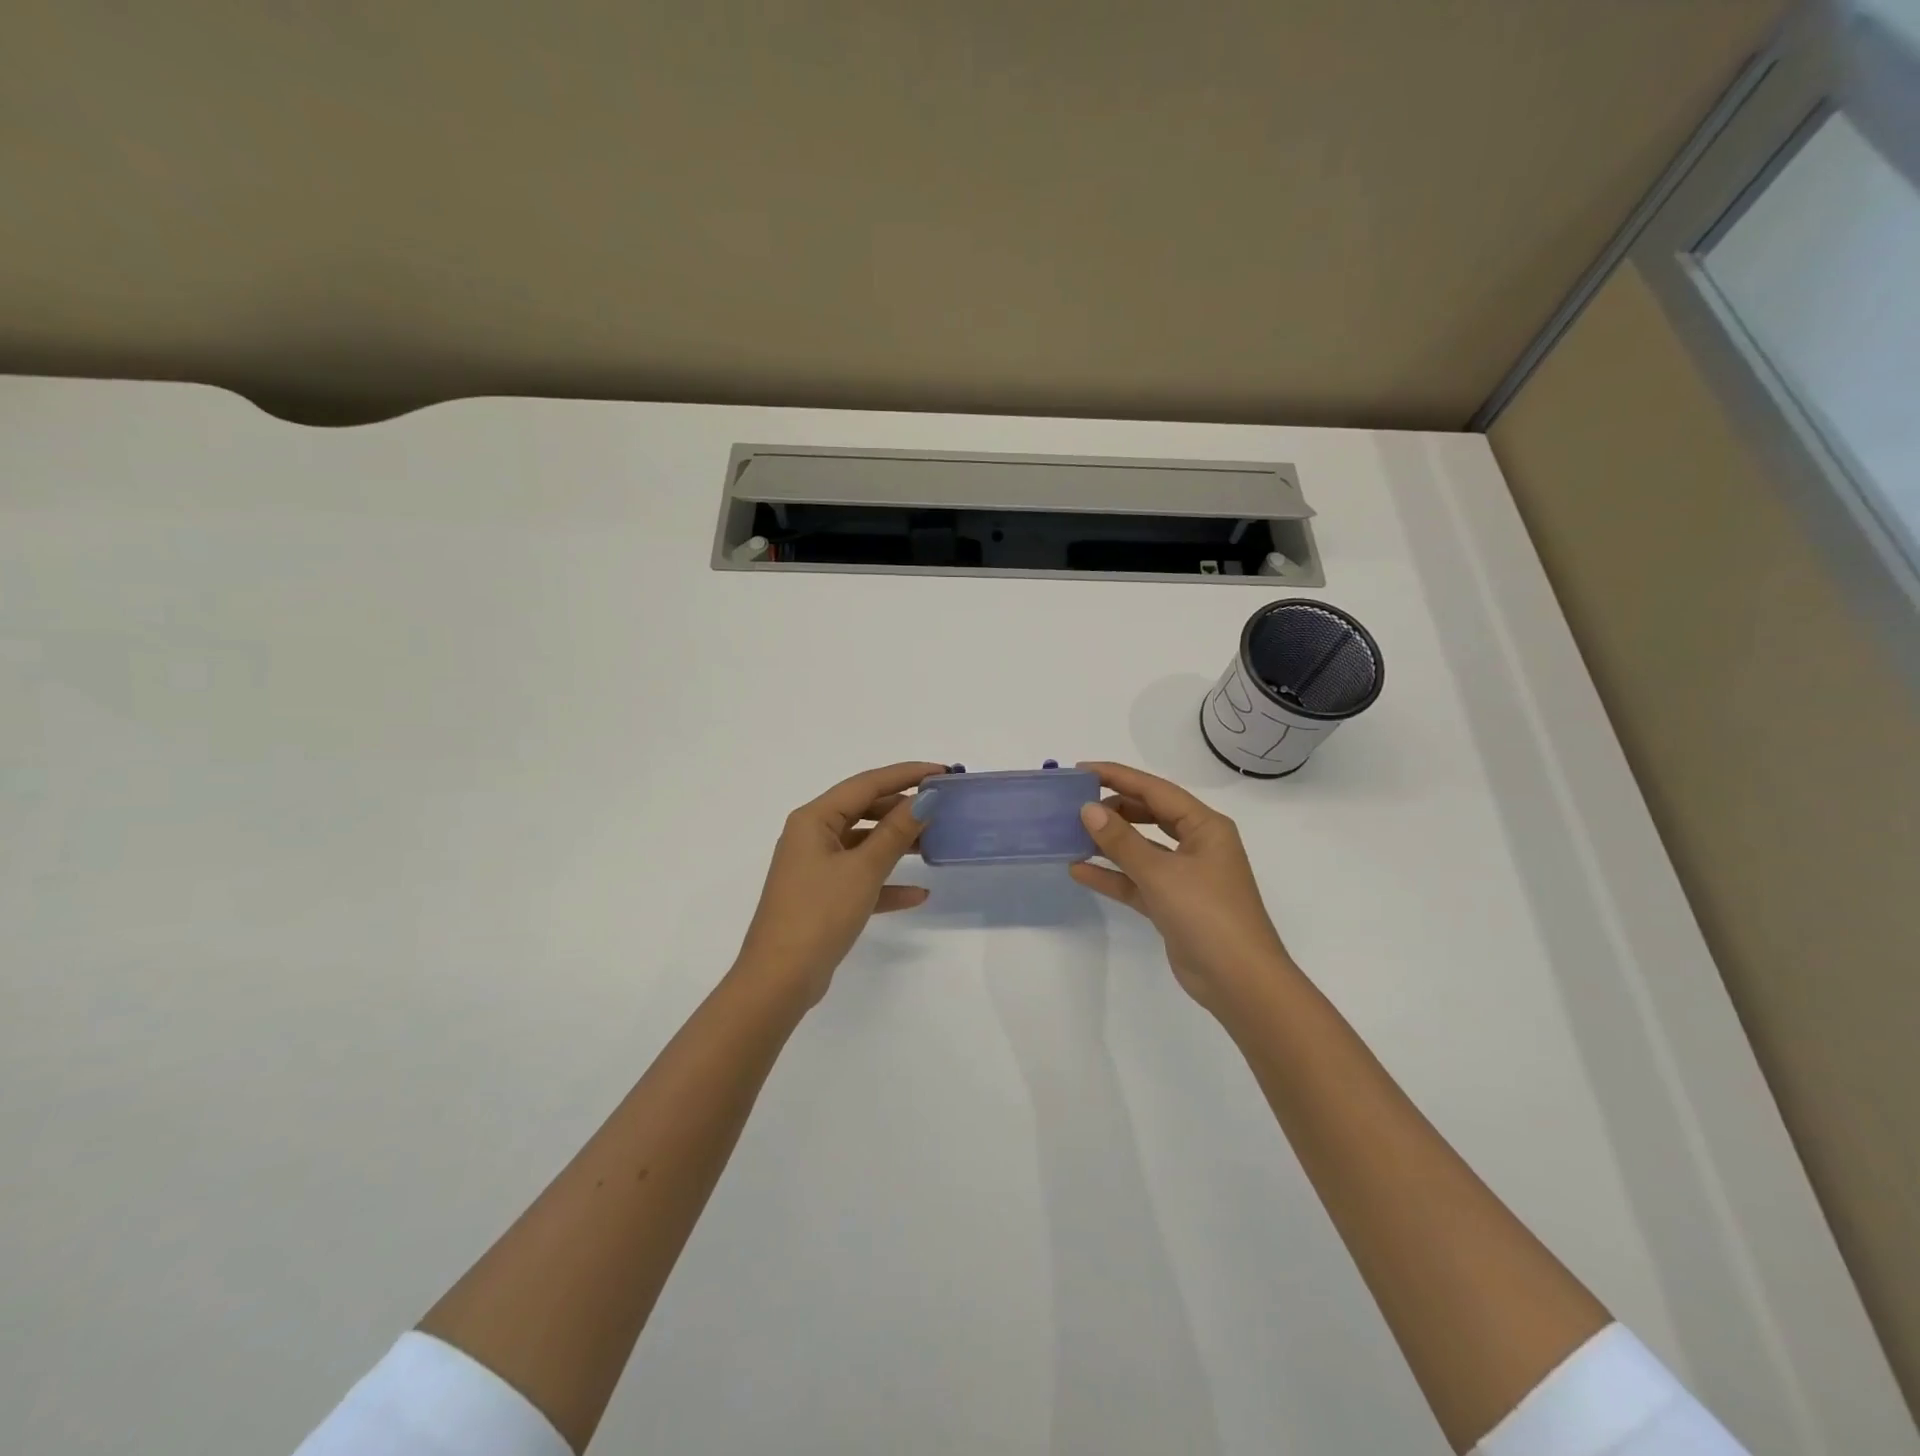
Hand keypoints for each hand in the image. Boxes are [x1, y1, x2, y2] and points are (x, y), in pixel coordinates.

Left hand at [734, 762, 945, 1005]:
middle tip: (942, 808)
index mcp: (814, 819)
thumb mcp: (863, 869)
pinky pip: (860, 878)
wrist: (780, 979)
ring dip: (897, 844)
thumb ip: (896, 831)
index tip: (942, 772)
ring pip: (864, 844)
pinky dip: (886, 882)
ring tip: (935, 844)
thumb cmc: (819, 913)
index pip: (866, 783)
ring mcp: (816, 867)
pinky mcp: (823, 896)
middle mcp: (812, 836)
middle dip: (903, 809)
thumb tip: (926, 798)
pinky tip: (918, 894)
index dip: (906, 774)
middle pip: (864, 810)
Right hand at [1068, 761, 1296, 1015]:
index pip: (1155, 790)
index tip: (1081, 770)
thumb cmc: (1207, 915)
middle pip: (1149, 815)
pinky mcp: (1173, 904)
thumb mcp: (1161, 873)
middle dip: (1113, 808)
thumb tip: (1087, 809)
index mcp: (1205, 827)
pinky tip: (1079, 870)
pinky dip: (1112, 875)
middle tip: (1074, 803)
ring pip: (1141, 848)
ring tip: (1070, 833)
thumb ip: (1122, 840)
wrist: (1240, 983)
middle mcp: (1197, 845)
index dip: (1118, 777)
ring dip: (1109, 843)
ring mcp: (1185, 876)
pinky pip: (1137, 880)